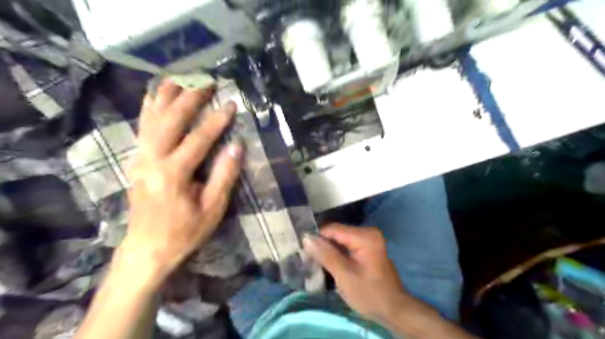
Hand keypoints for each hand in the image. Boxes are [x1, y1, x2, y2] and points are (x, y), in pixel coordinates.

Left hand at [121, 78, 242, 282]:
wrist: (147, 249)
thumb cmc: (185, 232)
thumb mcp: (212, 208)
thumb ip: (224, 175)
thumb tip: (237, 146)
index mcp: (174, 174)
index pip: (198, 139)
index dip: (216, 120)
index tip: (231, 104)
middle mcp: (152, 161)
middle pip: (170, 121)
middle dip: (189, 99)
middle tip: (206, 82)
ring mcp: (140, 159)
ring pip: (151, 120)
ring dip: (165, 97)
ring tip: (178, 78)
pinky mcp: (137, 162)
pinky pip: (142, 129)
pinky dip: (148, 109)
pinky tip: (154, 97)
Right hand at [305, 223, 407, 320]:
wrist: (394, 309)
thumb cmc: (369, 294)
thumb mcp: (344, 275)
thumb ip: (325, 254)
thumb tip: (307, 238)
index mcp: (365, 236)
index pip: (333, 229)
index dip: (317, 237)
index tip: (304, 250)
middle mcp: (368, 232)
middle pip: (337, 233)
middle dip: (323, 244)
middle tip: (310, 258)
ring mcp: (370, 239)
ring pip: (341, 239)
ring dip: (329, 249)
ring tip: (317, 261)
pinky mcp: (368, 247)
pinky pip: (348, 244)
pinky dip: (338, 252)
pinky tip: (330, 262)